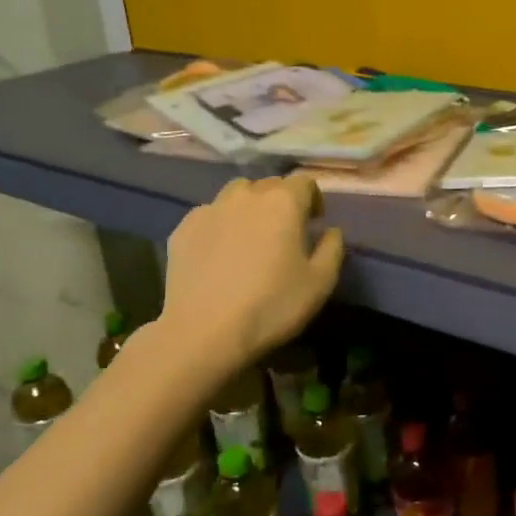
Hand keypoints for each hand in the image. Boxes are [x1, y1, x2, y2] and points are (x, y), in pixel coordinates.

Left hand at [161, 175, 344, 366]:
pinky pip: (209, 215)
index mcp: (283, 202)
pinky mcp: (183, 228)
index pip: (304, 182)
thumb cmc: (272, 306)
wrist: (204, 332)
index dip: (313, 199)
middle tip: (283, 233)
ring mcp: (210, 209)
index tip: (314, 222)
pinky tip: (220, 254)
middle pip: (269, 185)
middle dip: (281, 202)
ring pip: (236, 195)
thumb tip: (330, 230)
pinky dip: (220, 225)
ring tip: (249, 237)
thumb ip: (332, 248)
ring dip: (249, 207)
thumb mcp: (320, 282)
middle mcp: (246, 196)